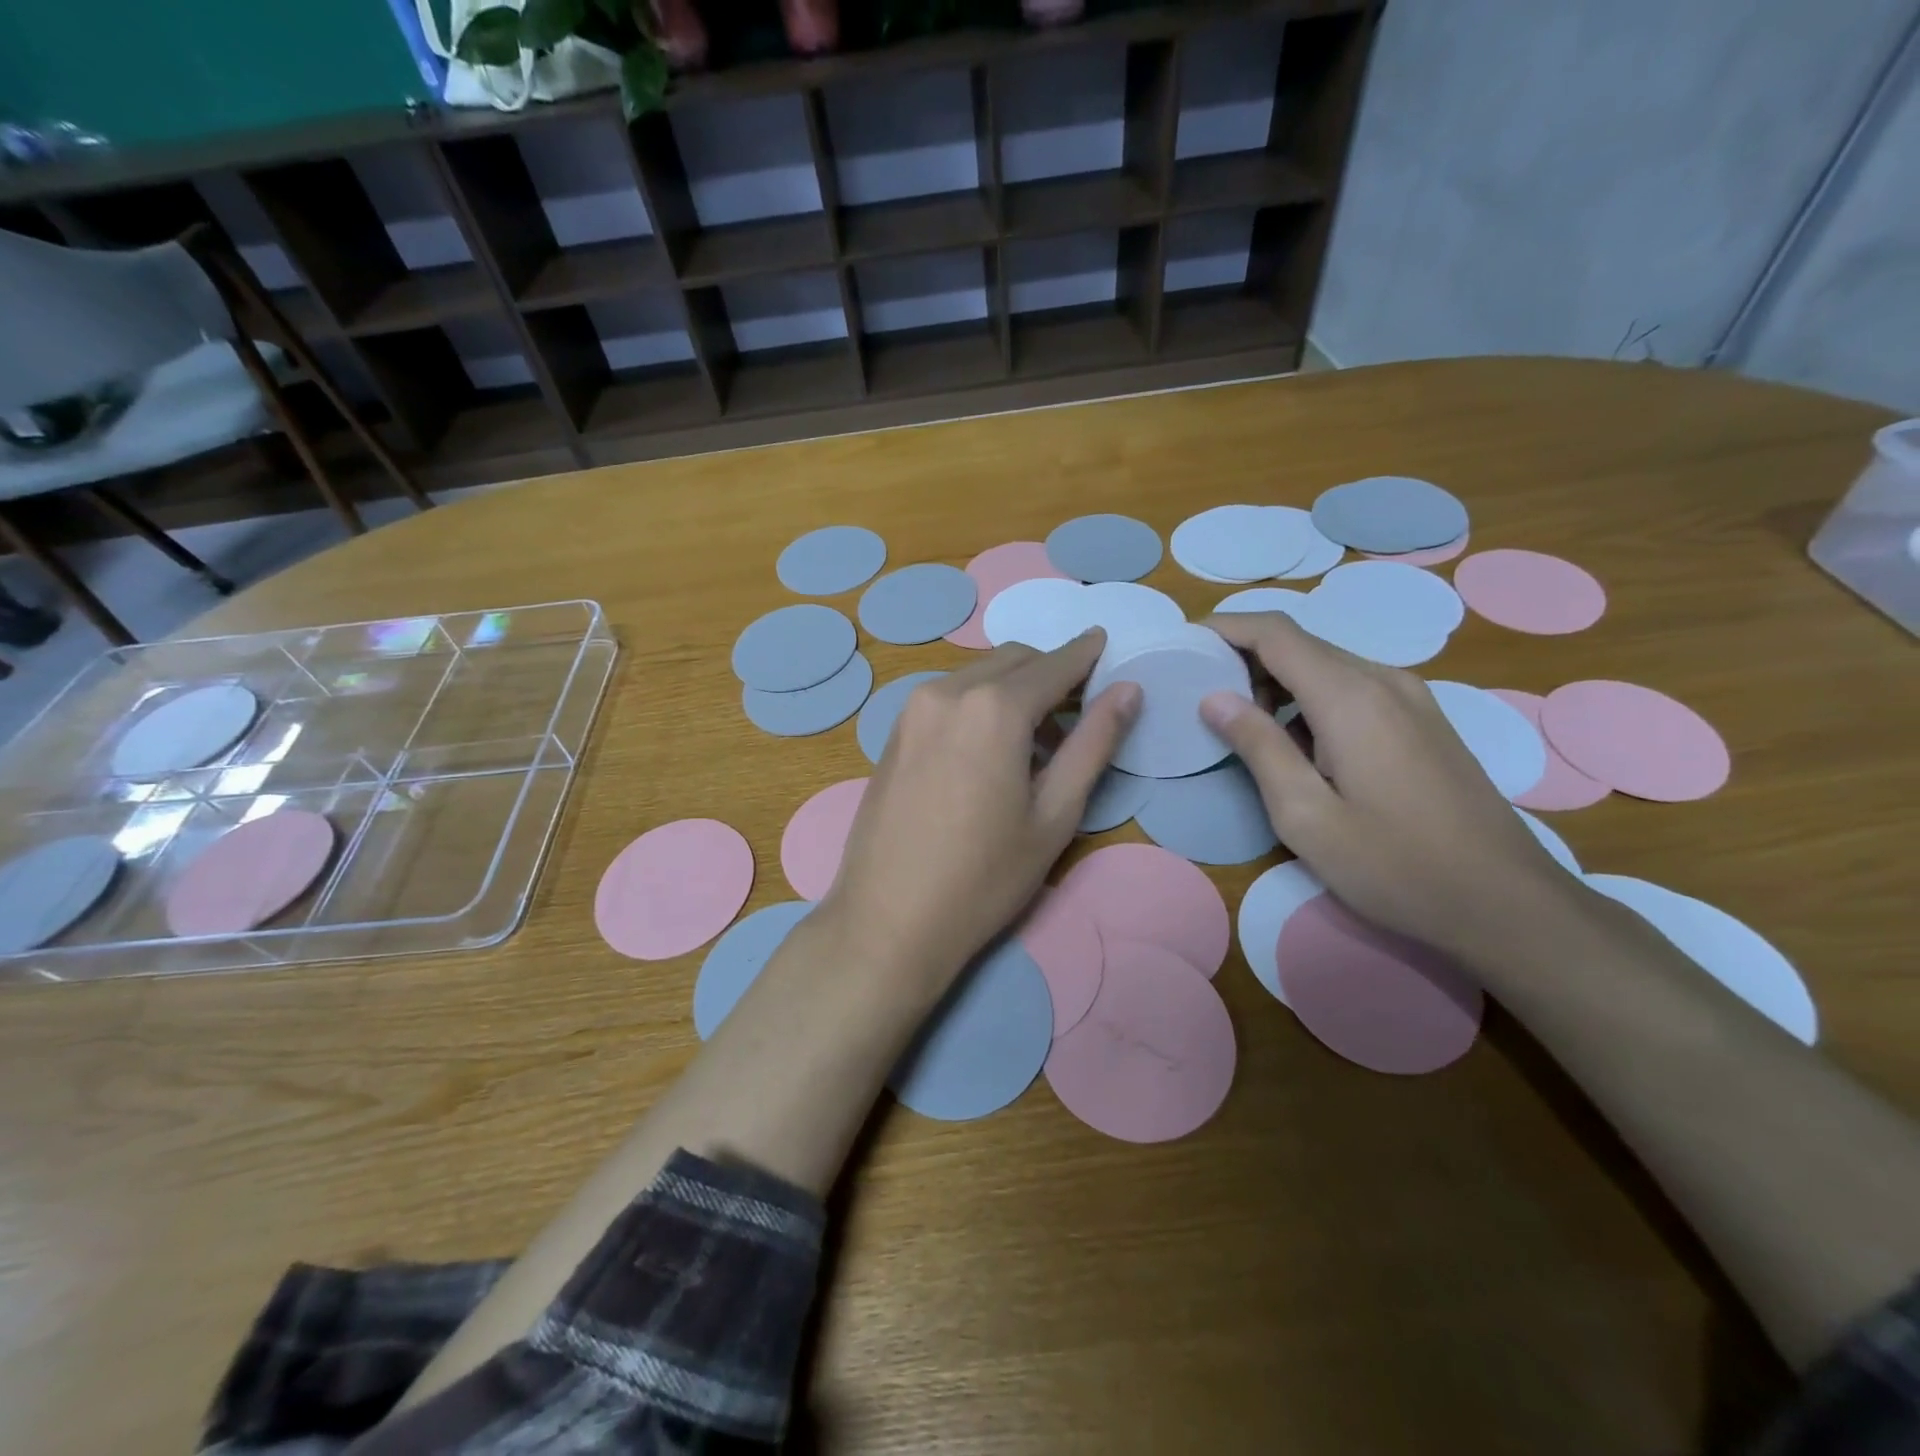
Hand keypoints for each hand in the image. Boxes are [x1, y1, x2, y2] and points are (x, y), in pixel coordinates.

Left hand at [821, 631, 1140, 988]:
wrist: (888, 919)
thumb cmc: (984, 876)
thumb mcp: (1055, 814)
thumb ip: (1094, 743)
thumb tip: (1128, 691)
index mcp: (994, 707)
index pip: (1055, 663)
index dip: (1086, 654)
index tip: (1107, 645)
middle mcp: (948, 691)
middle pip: (1014, 661)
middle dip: (1051, 672)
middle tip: (1079, 711)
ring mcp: (913, 709)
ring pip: (979, 676)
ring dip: (1014, 690)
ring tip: (1037, 744)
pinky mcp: (895, 731)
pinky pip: (950, 697)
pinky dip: (981, 703)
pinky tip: (990, 751)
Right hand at [1198, 612, 1575, 958]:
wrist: (1506, 903)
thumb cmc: (1394, 865)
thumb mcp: (1305, 815)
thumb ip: (1258, 747)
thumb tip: (1214, 698)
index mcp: (1350, 696)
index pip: (1275, 632)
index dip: (1225, 627)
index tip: (1185, 642)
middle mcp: (1384, 680)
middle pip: (1301, 644)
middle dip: (1246, 658)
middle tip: (1204, 696)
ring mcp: (1412, 699)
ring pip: (1328, 666)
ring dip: (1279, 682)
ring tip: (1245, 725)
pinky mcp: (1425, 721)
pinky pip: (1354, 688)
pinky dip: (1311, 699)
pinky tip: (1300, 744)